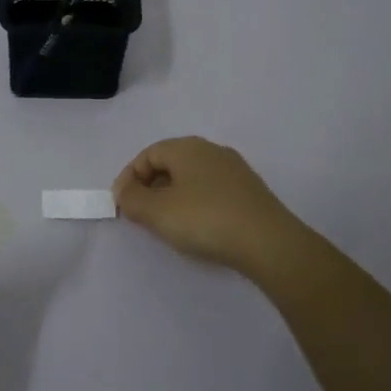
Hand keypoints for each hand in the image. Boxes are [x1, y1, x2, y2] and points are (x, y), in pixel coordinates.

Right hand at [112, 137, 302, 271]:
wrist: (269, 243)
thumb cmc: (205, 220)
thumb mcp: (157, 212)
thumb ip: (132, 199)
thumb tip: (125, 191)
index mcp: (187, 147)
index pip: (148, 154)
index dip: (129, 177)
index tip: (122, 204)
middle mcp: (211, 150)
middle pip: (170, 163)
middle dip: (150, 187)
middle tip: (141, 214)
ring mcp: (234, 170)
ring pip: (192, 177)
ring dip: (173, 196)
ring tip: (167, 224)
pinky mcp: (250, 191)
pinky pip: (211, 190)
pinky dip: (196, 204)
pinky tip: (198, 227)